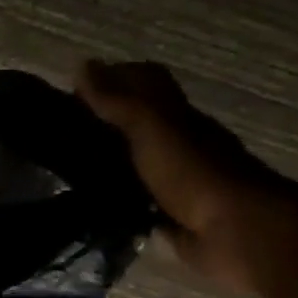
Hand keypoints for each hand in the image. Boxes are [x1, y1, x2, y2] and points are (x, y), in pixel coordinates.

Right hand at [77, 61, 295, 292]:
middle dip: (104, 118)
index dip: (113, 77)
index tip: (72, 87)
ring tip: (62, 163)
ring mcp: (176, 180)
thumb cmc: (195, 173)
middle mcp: (180, 142)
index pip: (146, 82)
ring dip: (106, 159)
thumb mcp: (153, 128)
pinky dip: (114, 196)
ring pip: (135, 160)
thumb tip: (82, 64)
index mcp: (178, 116)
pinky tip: (85, 199)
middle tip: (59, 127)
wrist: (238, 233)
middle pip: (139, 121)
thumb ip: (118, 101)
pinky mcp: (169, 215)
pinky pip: (135, 199)